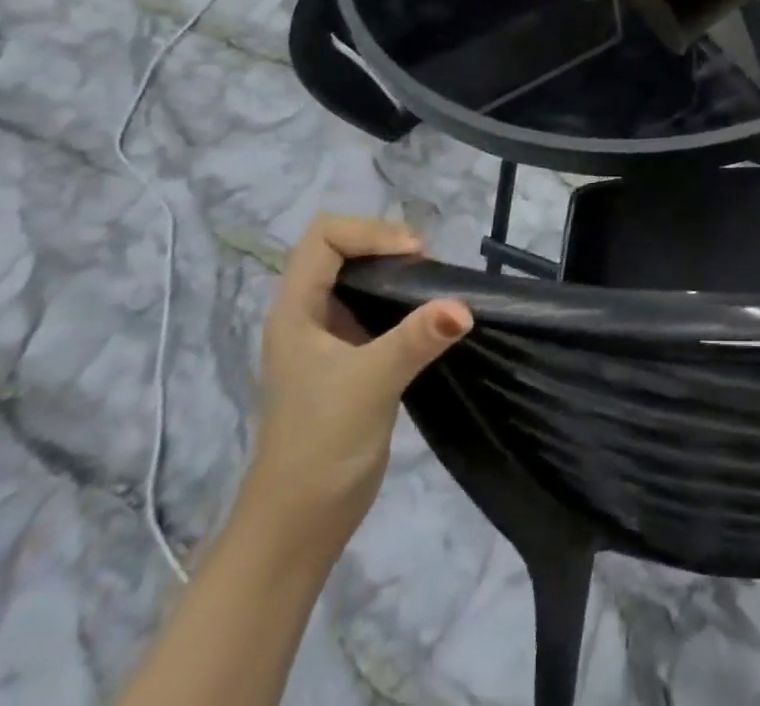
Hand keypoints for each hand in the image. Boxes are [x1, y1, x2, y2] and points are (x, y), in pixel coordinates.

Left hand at [240, 213, 470, 559]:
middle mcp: (307, 315)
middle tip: (428, 266)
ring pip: (359, 278)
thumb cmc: (321, 446)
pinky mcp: (348, 359)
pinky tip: (428, 315)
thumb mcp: (370, 384)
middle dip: (386, 245)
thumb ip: (416, 339)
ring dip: (396, 271)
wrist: (298, 526)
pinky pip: (374, 307)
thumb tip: (464, 307)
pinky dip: (401, 299)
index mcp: (296, 310)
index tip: (414, 256)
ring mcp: (326, 338)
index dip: (370, 233)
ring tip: (433, 284)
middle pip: (341, 249)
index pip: (325, 237)